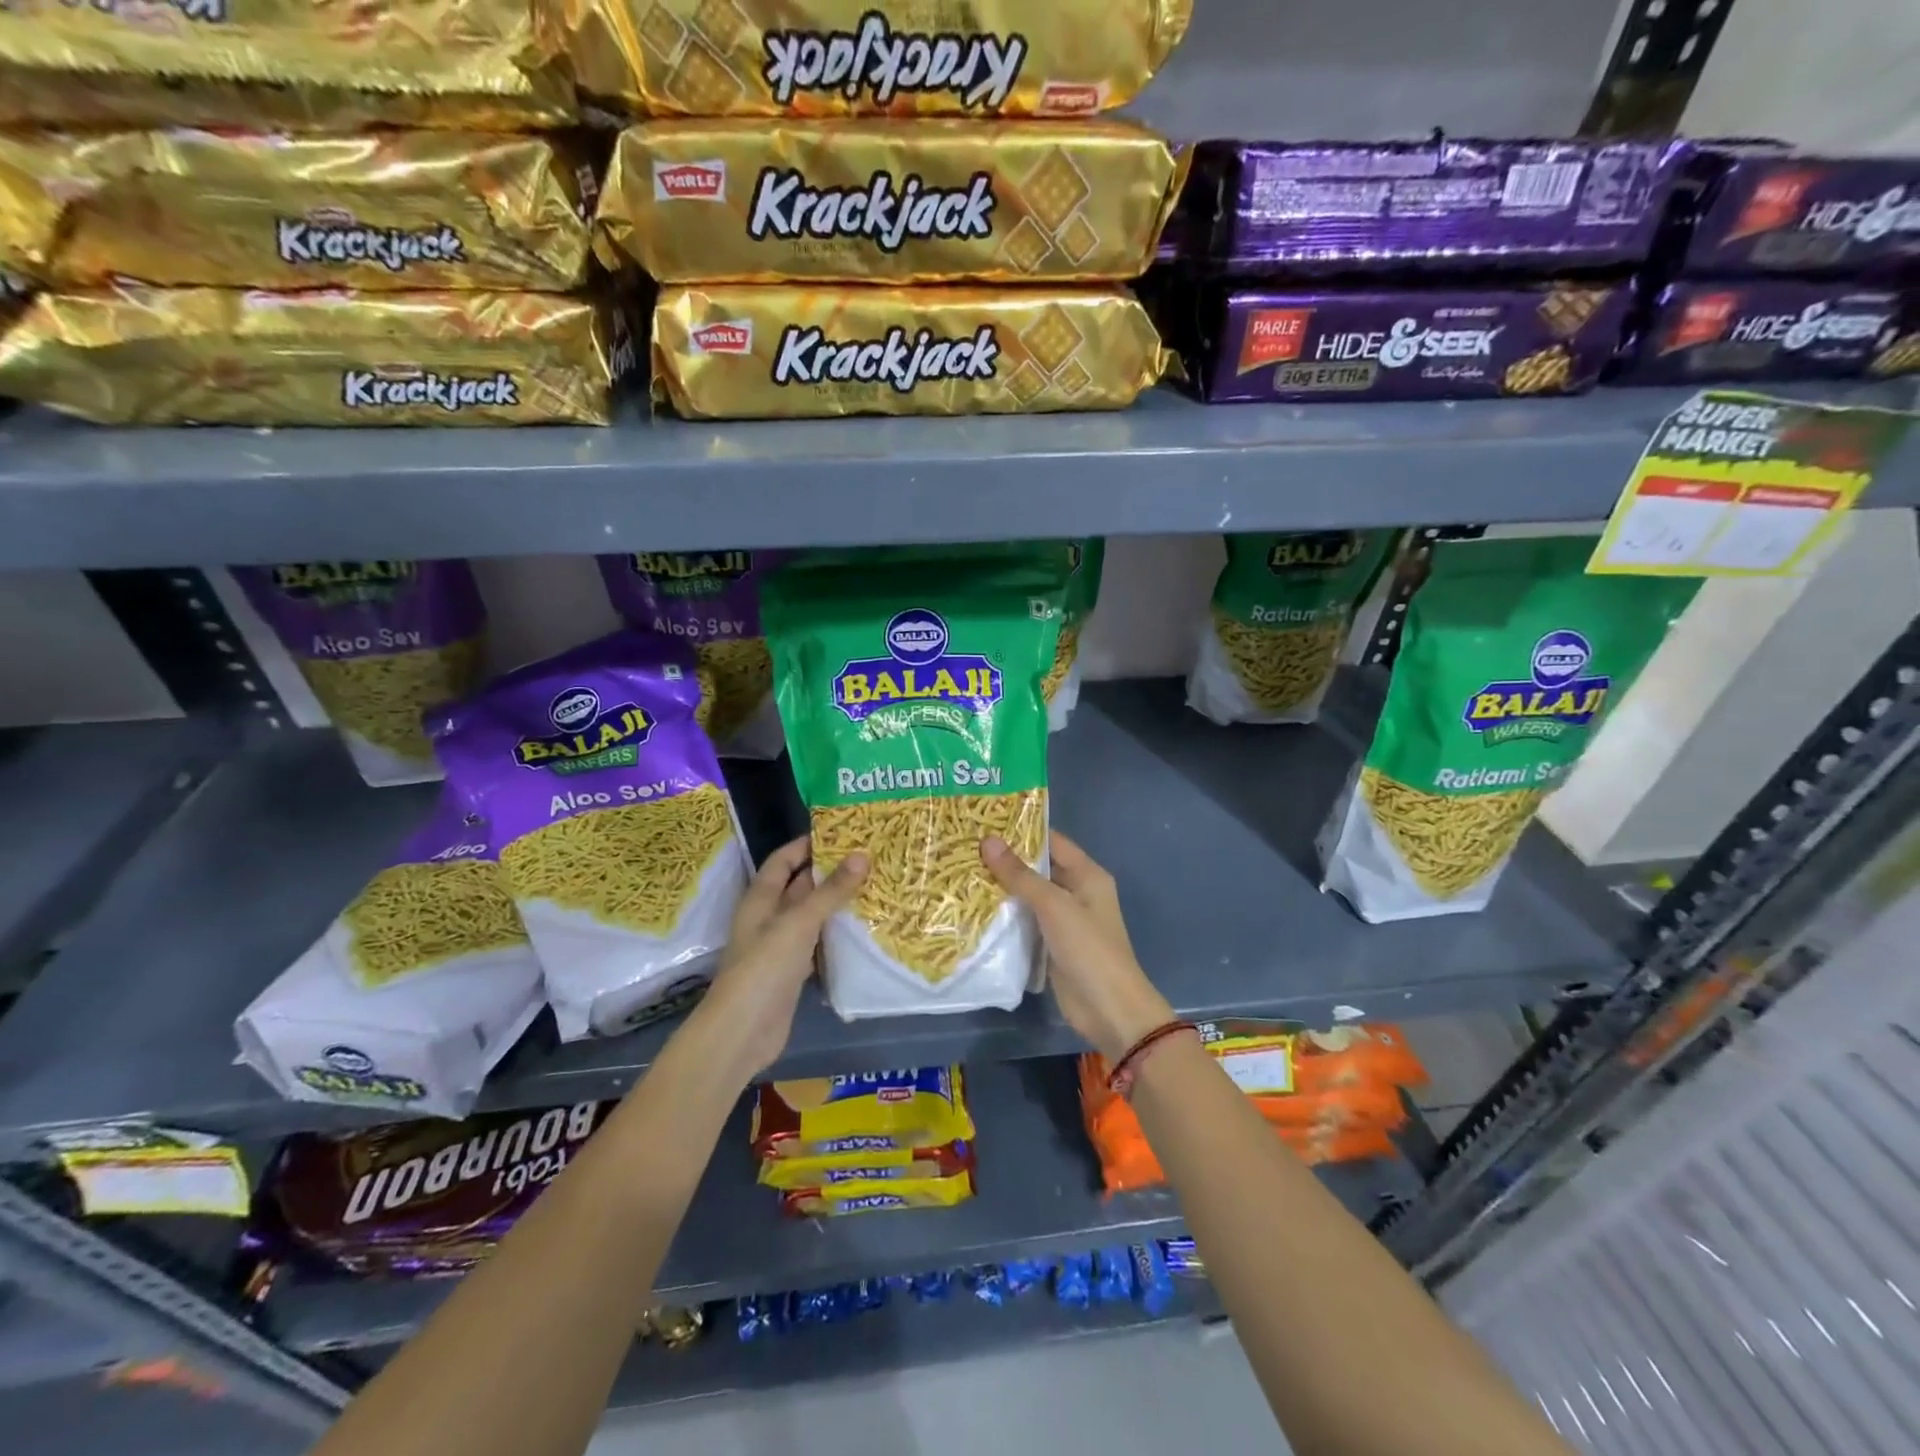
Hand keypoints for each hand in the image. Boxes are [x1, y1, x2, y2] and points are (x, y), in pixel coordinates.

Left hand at [684, 836, 866, 1083]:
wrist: (743, 1031)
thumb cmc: (764, 967)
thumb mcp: (799, 922)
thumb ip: (831, 891)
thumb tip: (861, 855)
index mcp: (761, 899)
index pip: (782, 860)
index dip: (806, 844)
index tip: (841, 832)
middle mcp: (768, 918)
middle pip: (799, 886)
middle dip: (829, 872)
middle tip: (867, 858)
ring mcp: (780, 946)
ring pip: (811, 915)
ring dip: (835, 904)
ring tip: (873, 887)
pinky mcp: (792, 972)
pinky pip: (817, 944)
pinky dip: (835, 935)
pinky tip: (861, 929)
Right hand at [981, 830, 1174, 1061]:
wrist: (1109, 1009)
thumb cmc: (1088, 949)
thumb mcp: (1054, 906)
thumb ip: (1020, 875)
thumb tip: (987, 841)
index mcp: (1087, 875)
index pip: (1052, 841)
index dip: (1022, 830)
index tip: (985, 821)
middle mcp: (1077, 892)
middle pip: (1038, 868)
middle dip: (1006, 859)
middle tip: (965, 847)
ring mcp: (1064, 920)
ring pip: (1029, 896)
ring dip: (1002, 888)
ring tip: (962, 871)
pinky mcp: (1051, 944)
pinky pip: (1025, 921)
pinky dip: (1005, 915)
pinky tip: (974, 907)